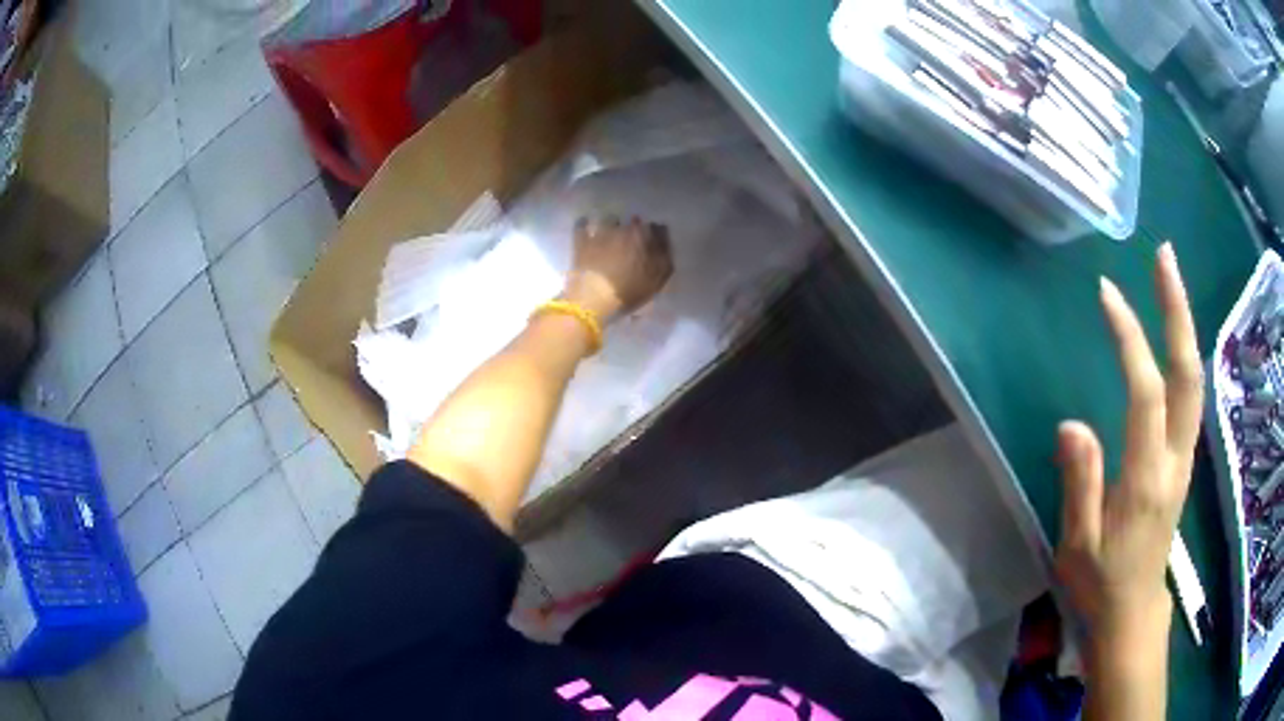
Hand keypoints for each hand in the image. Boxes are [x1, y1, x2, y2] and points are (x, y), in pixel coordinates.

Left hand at [562, 216, 673, 319]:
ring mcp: (601, 233)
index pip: (657, 229)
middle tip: (633, 240)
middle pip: (634, 221)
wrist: (593, 298)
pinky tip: (586, 226)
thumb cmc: (629, 291)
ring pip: (610, 219)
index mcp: (645, 238)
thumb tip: (663, 240)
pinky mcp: (582, 240)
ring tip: (611, 233)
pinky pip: (582, 224)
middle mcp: (624, 229)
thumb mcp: (657, 280)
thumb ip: (664, 257)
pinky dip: (585, 224)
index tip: (654, 243)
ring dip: (612, 224)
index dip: (656, 235)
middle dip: (635, 228)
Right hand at [1056, 244, 1201, 645]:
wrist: (1134, 609)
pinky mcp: (1183, 457)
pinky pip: (1190, 393)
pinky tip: (1174, 331)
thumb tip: (1071, 422)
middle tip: (1163, 257)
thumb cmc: (1101, 582)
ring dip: (1184, 323)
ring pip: (1194, 378)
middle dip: (1177, 311)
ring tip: (1169, 279)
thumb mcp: (1078, 545)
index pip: (1145, 392)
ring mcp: (1184, 455)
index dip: (1130, 339)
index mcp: (1145, 479)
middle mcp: (1174, 457)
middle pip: (1187, 372)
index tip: (1107, 294)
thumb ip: (1079, 482)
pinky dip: (1184, 351)